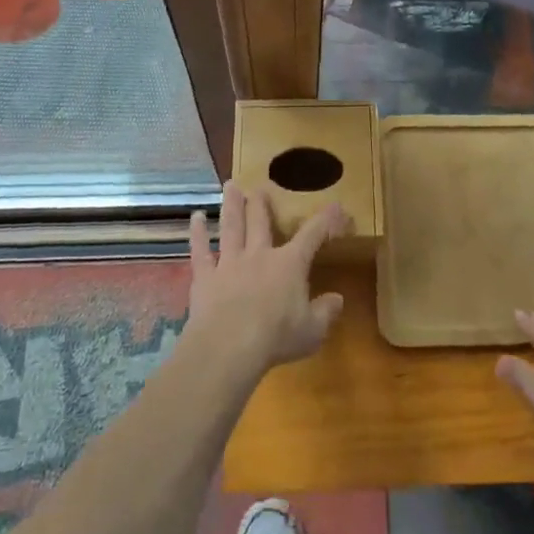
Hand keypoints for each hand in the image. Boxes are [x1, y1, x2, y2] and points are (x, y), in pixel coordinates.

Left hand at [186, 183, 345, 374]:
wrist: (229, 348)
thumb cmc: (276, 338)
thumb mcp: (312, 330)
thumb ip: (326, 312)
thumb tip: (338, 299)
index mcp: (290, 264)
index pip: (312, 235)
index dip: (326, 219)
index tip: (336, 205)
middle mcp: (260, 255)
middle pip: (261, 221)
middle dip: (262, 203)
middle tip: (261, 186)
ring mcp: (230, 263)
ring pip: (232, 227)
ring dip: (231, 205)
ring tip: (230, 186)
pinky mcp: (205, 277)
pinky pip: (200, 250)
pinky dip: (197, 233)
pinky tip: (195, 217)